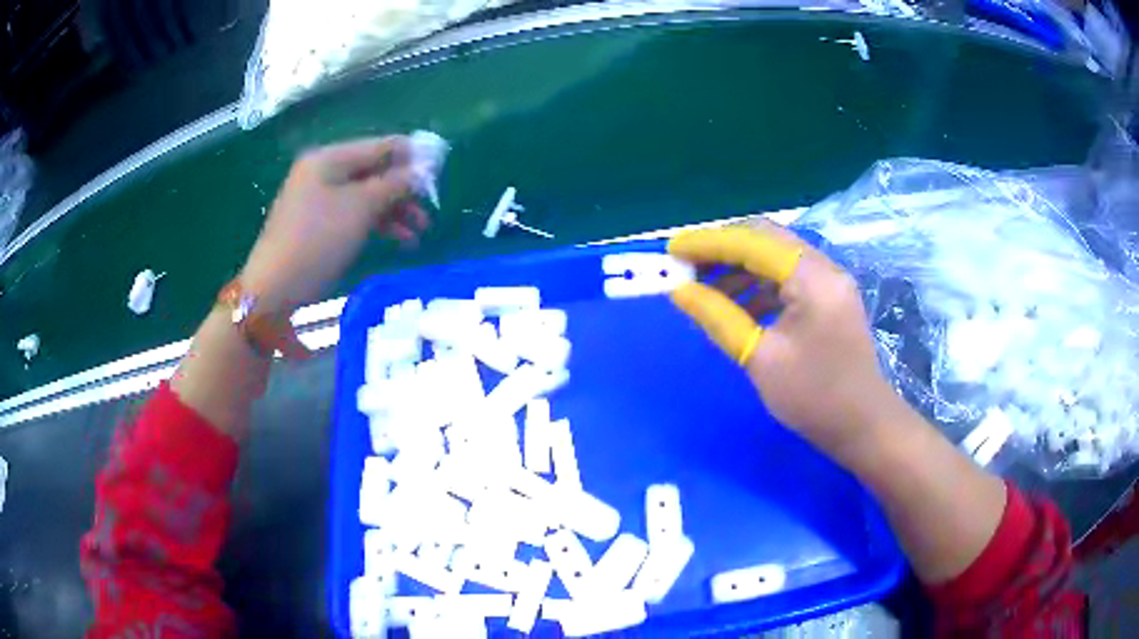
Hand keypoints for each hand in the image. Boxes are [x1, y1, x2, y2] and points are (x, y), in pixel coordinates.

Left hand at [239, 136, 429, 312]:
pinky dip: (377, 224)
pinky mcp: (318, 224)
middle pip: (375, 171)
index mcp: (330, 158)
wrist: (274, 289)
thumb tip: (424, 168)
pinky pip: (354, 214)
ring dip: (395, 210)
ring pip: (367, 195)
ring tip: (420, 232)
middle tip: (430, 209)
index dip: (412, 157)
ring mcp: (318, 198)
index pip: (381, 146)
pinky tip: (399, 240)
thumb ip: (395, 183)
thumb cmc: (317, 241)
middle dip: (404, 189)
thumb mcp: (360, 208)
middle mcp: (323, 172)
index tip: (440, 174)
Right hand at [668, 222, 903, 462]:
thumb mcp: (761, 359)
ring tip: (704, 287)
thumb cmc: (814, 397)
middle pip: (766, 239)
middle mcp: (824, 268)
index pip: (753, 241)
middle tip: (686, 266)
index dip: (709, 242)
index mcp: (812, 278)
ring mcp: (829, 282)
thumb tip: (681, 291)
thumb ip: (719, 318)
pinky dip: (758, 284)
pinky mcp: (829, 298)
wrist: (863, 425)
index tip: (673, 249)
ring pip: (776, 257)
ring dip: (739, 266)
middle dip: (723, 249)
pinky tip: (736, 305)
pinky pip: (787, 278)